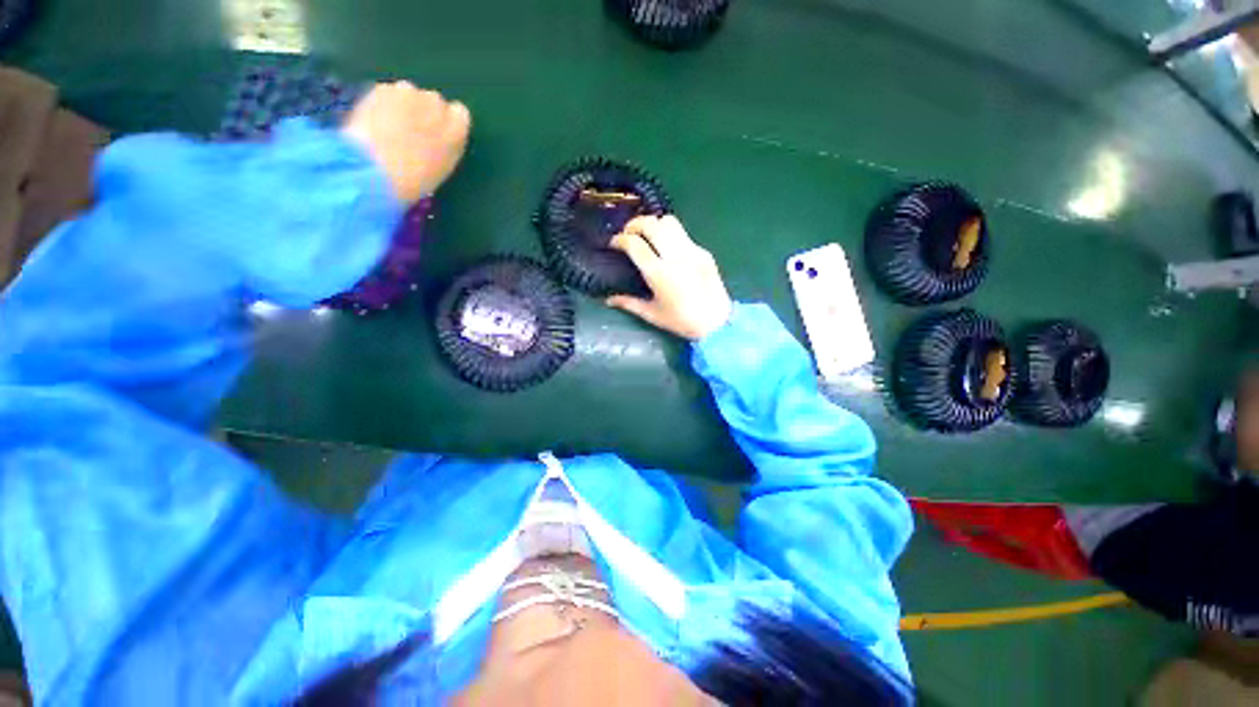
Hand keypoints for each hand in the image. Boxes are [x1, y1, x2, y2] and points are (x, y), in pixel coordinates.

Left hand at [341, 81, 470, 203]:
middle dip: (424, 112)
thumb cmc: (416, 179)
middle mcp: (437, 103)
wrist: (378, 170)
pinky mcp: (382, 88)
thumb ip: (446, 146)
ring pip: (408, 94)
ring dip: (403, 106)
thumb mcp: (443, 167)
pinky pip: (386, 93)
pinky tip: (374, 124)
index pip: (459, 114)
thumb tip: (438, 138)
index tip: (437, 136)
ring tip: (390, 130)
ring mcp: (409, 92)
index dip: (447, 124)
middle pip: (433, 101)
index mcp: (457, 129)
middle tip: (411, 134)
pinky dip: (382, 105)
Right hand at [607, 215, 732, 340]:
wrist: (717, 323)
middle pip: (651, 224)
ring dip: (654, 224)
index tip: (613, 244)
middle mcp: (675, 256)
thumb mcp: (652, 314)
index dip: (619, 239)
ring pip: (669, 221)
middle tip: (628, 234)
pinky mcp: (704, 252)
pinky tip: (668, 249)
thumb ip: (628, 303)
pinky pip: (684, 235)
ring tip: (647, 236)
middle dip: (634, 224)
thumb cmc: (682, 322)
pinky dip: (670, 235)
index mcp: (658, 273)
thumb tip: (608, 300)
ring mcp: (692, 251)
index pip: (634, 243)